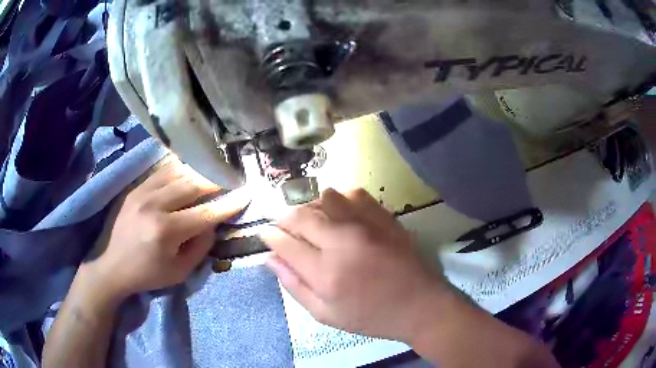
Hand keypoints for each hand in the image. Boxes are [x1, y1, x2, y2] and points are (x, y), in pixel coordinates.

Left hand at [85, 158, 249, 298]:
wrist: (110, 266)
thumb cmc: (146, 274)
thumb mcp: (179, 272)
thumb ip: (200, 247)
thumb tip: (213, 223)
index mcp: (166, 231)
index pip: (206, 213)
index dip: (229, 204)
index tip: (246, 194)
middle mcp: (155, 205)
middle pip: (193, 184)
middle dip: (217, 181)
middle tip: (232, 179)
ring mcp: (142, 192)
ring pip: (178, 172)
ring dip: (199, 171)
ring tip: (213, 173)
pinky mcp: (135, 188)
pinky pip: (162, 171)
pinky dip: (179, 169)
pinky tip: (189, 170)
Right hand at [261, 188, 456, 342]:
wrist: (420, 305)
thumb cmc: (371, 317)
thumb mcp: (326, 314)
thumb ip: (294, 286)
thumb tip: (270, 259)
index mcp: (325, 272)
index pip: (284, 242)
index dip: (269, 235)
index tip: (265, 234)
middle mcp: (343, 241)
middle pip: (301, 215)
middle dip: (283, 218)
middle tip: (283, 228)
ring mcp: (366, 225)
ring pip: (324, 198)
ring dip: (310, 207)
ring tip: (311, 222)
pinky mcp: (384, 217)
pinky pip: (354, 193)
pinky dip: (339, 199)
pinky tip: (340, 213)